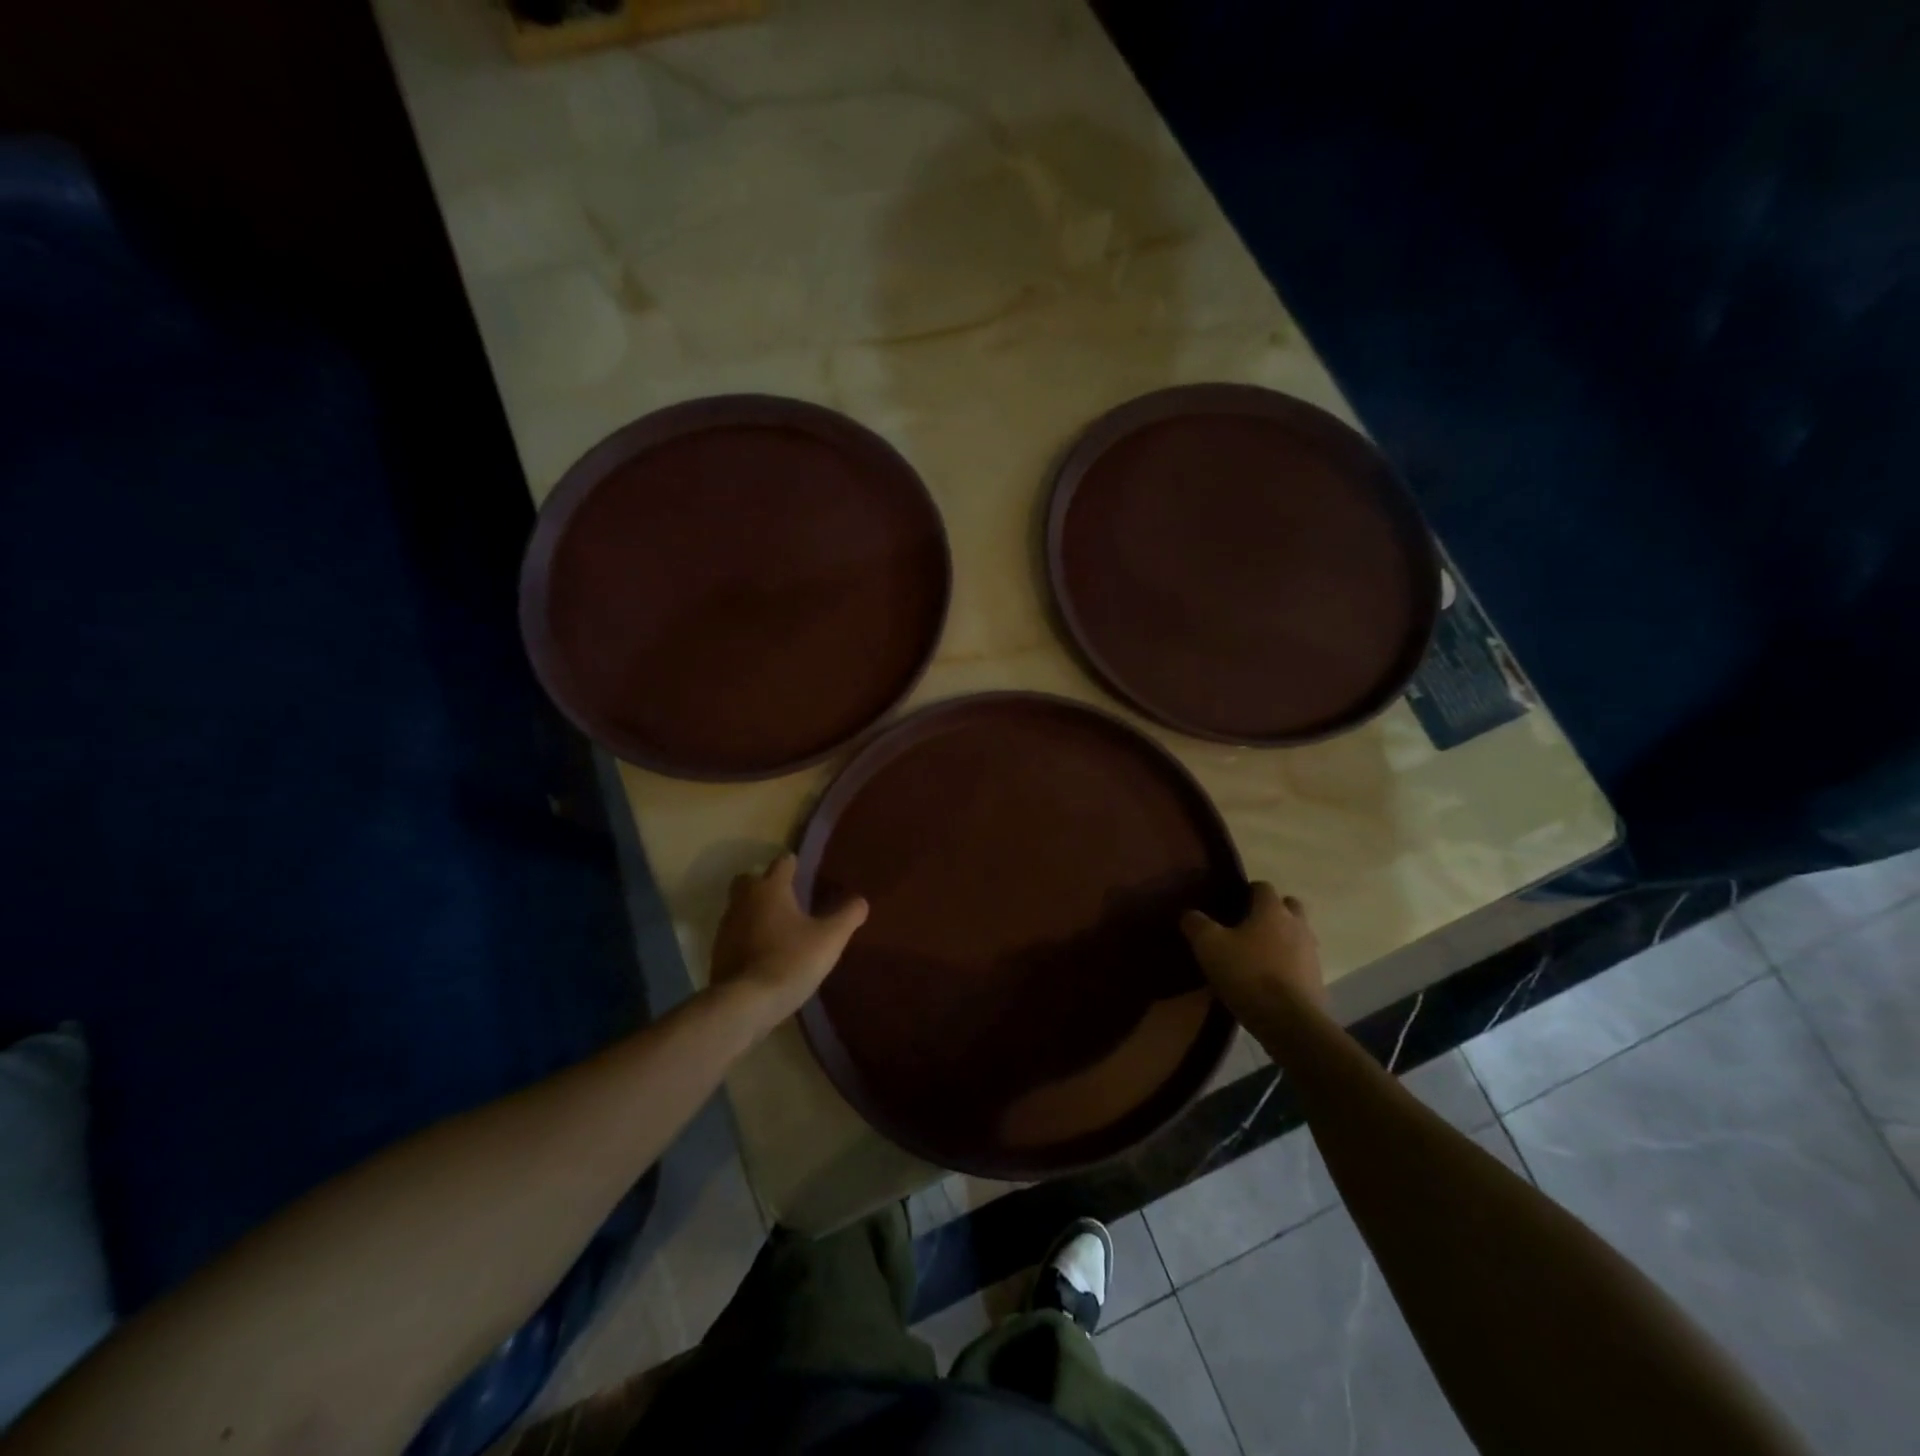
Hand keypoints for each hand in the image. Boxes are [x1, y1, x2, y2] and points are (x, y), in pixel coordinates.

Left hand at [709, 854, 867, 1033]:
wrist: (746, 1003)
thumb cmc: (791, 960)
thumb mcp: (830, 938)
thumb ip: (847, 915)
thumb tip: (861, 901)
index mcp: (770, 888)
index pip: (783, 862)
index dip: (795, 866)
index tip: (807, 874)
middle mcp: (744, 899)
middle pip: (751, 879)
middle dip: (766, 884)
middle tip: (788, 899)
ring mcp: (727, 926)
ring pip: (740, 906)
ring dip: (756, 911)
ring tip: (779, 928)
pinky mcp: (718, 951)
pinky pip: (735, 933)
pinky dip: (747, 936)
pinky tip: (764, 952)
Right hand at [1182, 883, 1327, 1026]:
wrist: (1289, 1022)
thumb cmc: (1247, 974)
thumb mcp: (1209, 946)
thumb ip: (1196, 924)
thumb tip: (1189, 914)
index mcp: (1272, 910)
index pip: (1263, 887)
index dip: (1247, 891)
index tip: (1232, 902)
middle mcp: (1297, 925)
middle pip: (1289, 906)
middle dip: (1272, 911)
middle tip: (1248, 925)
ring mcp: (1311, 953)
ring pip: (1297, 934)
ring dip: (1282, 939)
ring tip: (1257, 954)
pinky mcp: (1317, 980)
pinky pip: (1301, 962)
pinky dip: (1288, 965)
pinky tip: (1269, 980)